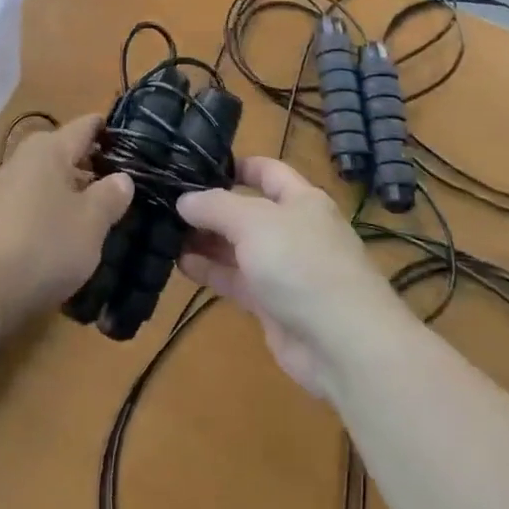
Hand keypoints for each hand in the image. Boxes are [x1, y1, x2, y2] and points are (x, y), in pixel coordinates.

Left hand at [0, 114, 132, 332]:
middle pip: (66, 155)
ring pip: (48, 184)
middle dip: (93, 170)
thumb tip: (122, 177)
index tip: (137, 146)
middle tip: (126, 190)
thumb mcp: (91, 222)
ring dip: (71, 198)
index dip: (111, 133)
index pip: (87, 126)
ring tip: (100, 220)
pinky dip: (49, 219)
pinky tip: (64, 243)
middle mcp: (24, 159)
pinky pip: (31, 210)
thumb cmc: (45, 243)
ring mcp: (3, 190)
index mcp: (50, 148)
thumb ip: (110, 196)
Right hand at [177, 157, 401, 395]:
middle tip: (168, 202)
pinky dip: (210, 271)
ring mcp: (284, 269)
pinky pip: (236, 280)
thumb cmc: (301, 263)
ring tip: (165, 231)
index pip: (266, 171)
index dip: (235, 165)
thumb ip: (215, 206)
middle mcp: (293, 230)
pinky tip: (180, 264)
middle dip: (211, 207)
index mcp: (301, 200)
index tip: (196, 165)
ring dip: (206, 240)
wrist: (343, 344)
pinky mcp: (272, 305)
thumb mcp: (254, 221)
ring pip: (238, 247)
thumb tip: (184, 200)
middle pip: (247, 210)